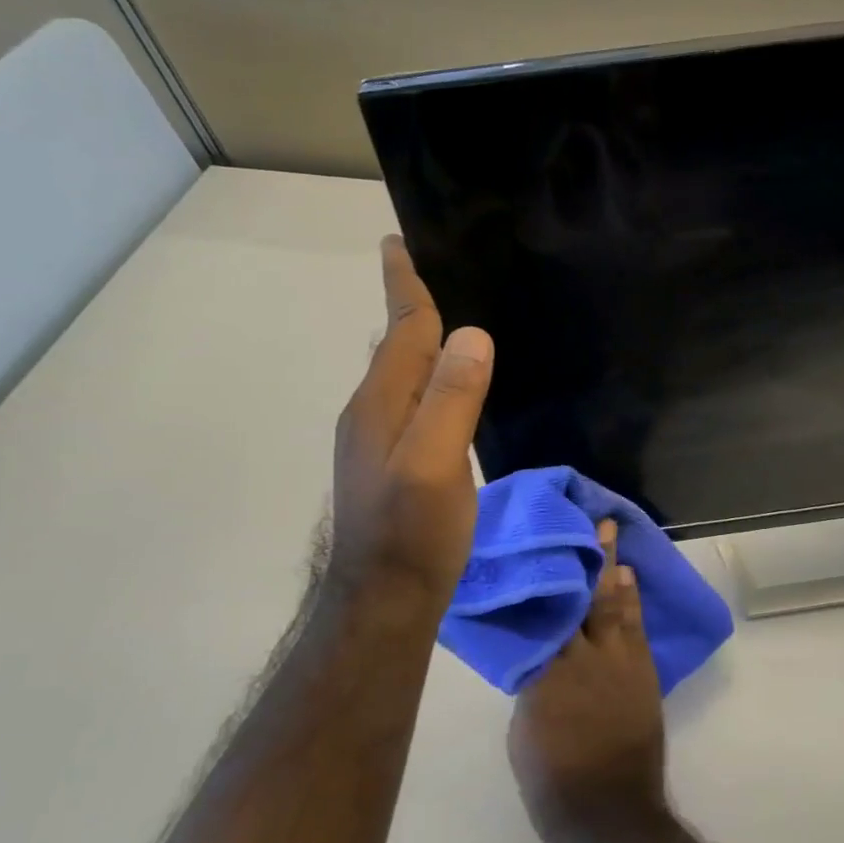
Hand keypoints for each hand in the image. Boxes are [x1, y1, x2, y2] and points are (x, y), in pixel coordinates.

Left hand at [325, 236, 492, 618]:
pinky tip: (448, 383)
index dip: (404, 285)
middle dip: (410, 304)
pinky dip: (428, 374)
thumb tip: (471, 334)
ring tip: (447, 317)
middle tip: (434, 268)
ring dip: (419, 339)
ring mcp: (377, 438)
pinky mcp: (391, 460)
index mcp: (381, 402)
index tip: (398, 242)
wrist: (383, 600)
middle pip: (395, 344)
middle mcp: (371, 411)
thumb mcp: (435, 463)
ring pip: (402, 372)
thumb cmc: (413, 532)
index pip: (400, 329)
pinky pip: (410, 398)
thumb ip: (450, 398)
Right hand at [508, 520, 667, 842]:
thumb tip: (538, 648)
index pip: (546, 611)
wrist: (609, 814)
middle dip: (587, 557)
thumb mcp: (524, 726)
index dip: (547, 576)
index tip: (544, 543)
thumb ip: (532, 679)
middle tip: (589, 521)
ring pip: (614, 604)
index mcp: (547, 670)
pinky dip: (632, 600)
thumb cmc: (552, 778)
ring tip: (611, 536)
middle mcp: (584, 656)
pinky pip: (636, 626)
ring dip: (613, 569)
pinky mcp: (643, 672)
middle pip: (584, 597)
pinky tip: (628, 579)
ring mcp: (620, 662)